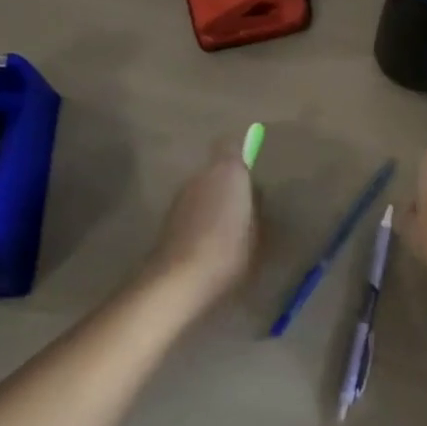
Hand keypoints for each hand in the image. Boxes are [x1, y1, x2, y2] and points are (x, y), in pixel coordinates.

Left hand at [143, 136, 260, 311]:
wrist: (179, 281)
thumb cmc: (228, 251)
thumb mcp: (259, 232)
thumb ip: (256, 207)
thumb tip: (253, 197)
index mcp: (228, 171)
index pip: (231, 145)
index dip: (241, 154)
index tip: (252, 171)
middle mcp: (201, 175)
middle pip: (217, 169)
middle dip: (229, 183)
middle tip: (245, 207)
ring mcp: (181, 195)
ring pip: (203, 189)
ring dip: (213, 201)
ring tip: (227, 229)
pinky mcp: (168, 218)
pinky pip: (191, 209)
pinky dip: (199, 218)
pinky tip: (209, 243)